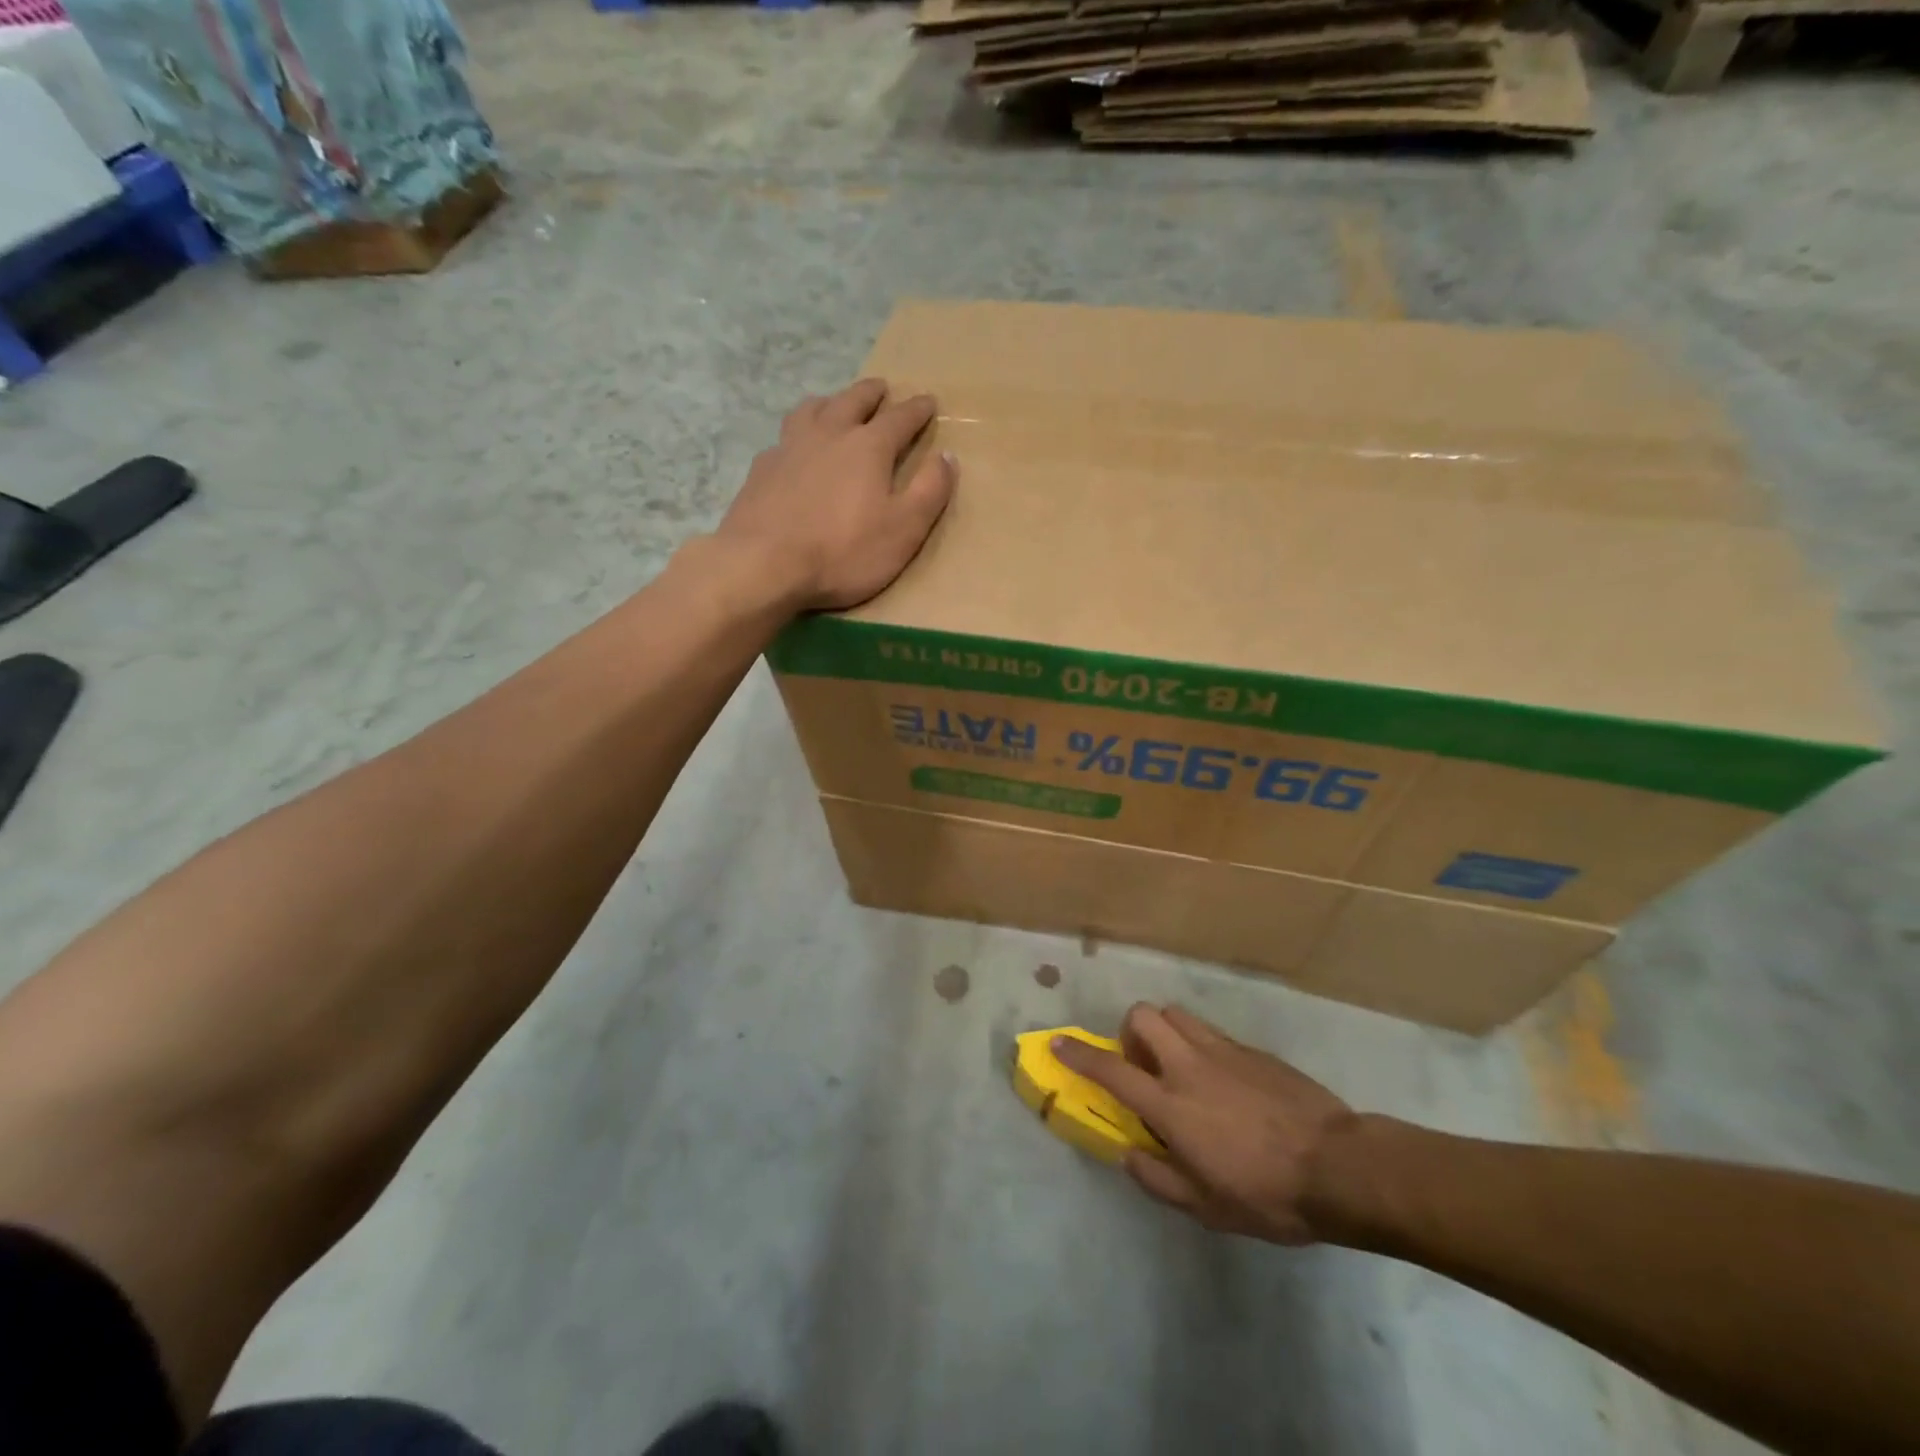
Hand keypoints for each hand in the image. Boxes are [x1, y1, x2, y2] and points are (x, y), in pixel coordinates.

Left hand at [717, 379, 956, 611]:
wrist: (764, 564)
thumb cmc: (843, 551)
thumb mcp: (904, 529)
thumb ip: (929, 491)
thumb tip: (948, 456)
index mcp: (869, 447)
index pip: (900, 418)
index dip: (917, 410)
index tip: (928, 401)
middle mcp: (829, 434)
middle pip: (853, 401)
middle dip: (872, 393)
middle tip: (881, 388)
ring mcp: (789, 447)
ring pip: (812, 410)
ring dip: (830, 403)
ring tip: (835, 405)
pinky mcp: (762, 469)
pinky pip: (784, 439)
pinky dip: (797, 435)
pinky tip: (794, 449)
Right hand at [1052, 1003, 1354, 1244]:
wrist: (1338, 1166)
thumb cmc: (1267, 1194)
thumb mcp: (1206, 1208)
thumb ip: (1158, 1179)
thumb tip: (1128, 1155)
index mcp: (1172, 1105)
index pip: (1112, 1070)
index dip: (1079, 1056)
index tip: (1058, 1044)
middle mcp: (1190, 1066)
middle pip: (1144, 1016)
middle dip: (1130, 1032)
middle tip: (1142, 1067)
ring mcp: (1223, 1051)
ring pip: (1177, 1014)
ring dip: (1164, 1032)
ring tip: (1178, 1068)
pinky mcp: (1251, 1050)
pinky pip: (1210, 1031)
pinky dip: (1199, 1044)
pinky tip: (1221, 1080)